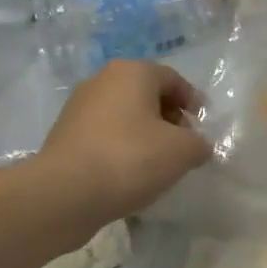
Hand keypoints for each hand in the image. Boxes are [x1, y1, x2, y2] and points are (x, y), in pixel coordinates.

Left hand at [27, 61, 209, 243]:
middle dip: (169, 118)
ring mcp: (78, 108)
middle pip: (147, 95)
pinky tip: (129, 174)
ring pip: (125, 116)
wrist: (64, 194)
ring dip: (145, 135)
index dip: (193, 102)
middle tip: (183, 146)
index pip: (173, 79)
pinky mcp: (64, 136)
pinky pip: (105, 135)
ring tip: (157, 164)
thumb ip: (199, 143)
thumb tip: (196, 146)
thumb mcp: (183, 151)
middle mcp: (102, 81)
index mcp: (132, 73)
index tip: (202, 128)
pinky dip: (122, 149)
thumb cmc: (131, 159)